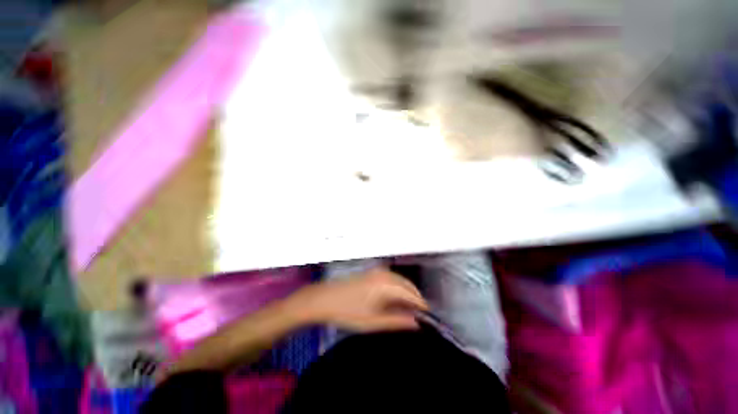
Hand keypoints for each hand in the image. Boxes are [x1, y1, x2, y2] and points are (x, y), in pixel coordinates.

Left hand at [291, 268, 428, 331]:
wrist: (325, 298)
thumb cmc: (348, 312)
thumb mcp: (373, 322)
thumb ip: (397, 321)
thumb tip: (416, 323)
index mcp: (386, 285)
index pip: (412, 294)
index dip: (422, 306)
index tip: (428, 318)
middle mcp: (385, 274)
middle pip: (408, 285)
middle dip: (416, 299)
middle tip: (420, 316)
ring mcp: (378, 271)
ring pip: (401, 281)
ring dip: (407, 293)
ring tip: (409, 310)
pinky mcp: (373, 272)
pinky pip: (393, 279)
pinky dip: (399, 288)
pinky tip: (396, 299)